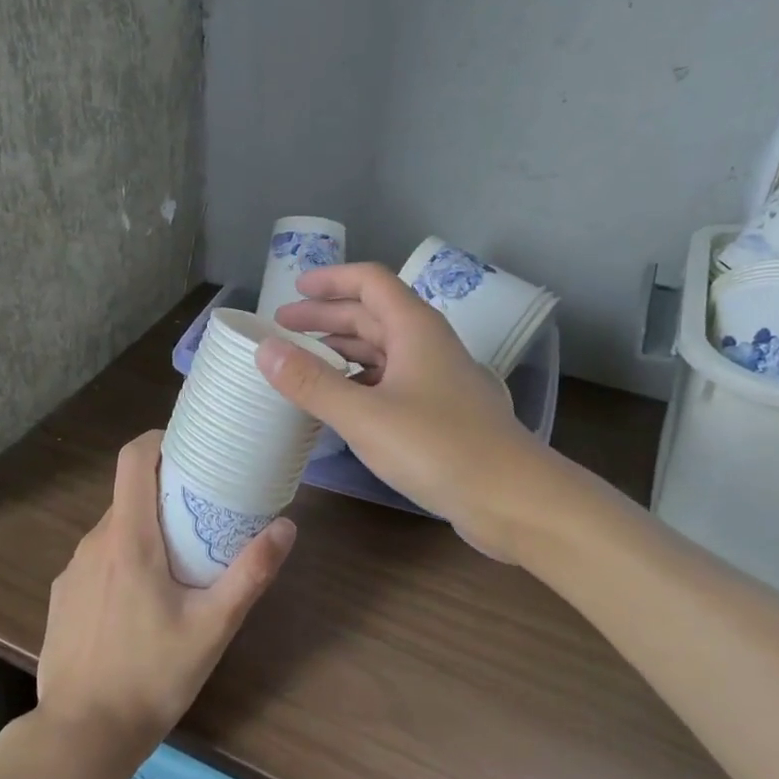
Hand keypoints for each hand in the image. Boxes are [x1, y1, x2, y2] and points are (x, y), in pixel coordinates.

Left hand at [36, 431, 294, 769]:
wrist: (79, 737)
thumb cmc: (151, 677)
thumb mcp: (213, 627)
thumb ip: (250, 573)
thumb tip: (286, 526)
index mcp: (128, 538)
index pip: (133, 458)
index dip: (159, 440)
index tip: (190, 447)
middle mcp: (94, 542)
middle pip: (129, 493)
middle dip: (164, 491)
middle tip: (203, 511)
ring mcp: (73, 570)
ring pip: (114, 528)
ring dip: (145, 529)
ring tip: (179, 560)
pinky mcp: (62, 596)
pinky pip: (98, 559)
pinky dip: (122, 560)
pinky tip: (141, 603)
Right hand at [260, 264, 549, 558]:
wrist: (514, 499)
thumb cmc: (438, 447)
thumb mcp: (364, 415)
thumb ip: (311, 382)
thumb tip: (264, 348)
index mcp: (415, 328)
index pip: (370, 282)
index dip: (330, 280)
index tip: (293, 288)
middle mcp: (428, 345)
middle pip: (372, 315)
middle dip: (326, 318)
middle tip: (283, 329)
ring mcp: (438, 379)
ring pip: (383, 350)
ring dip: (342, 351)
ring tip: (303, 363)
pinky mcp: (442, 412)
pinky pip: (392, 381)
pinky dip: (360, 382)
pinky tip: (341, 403)